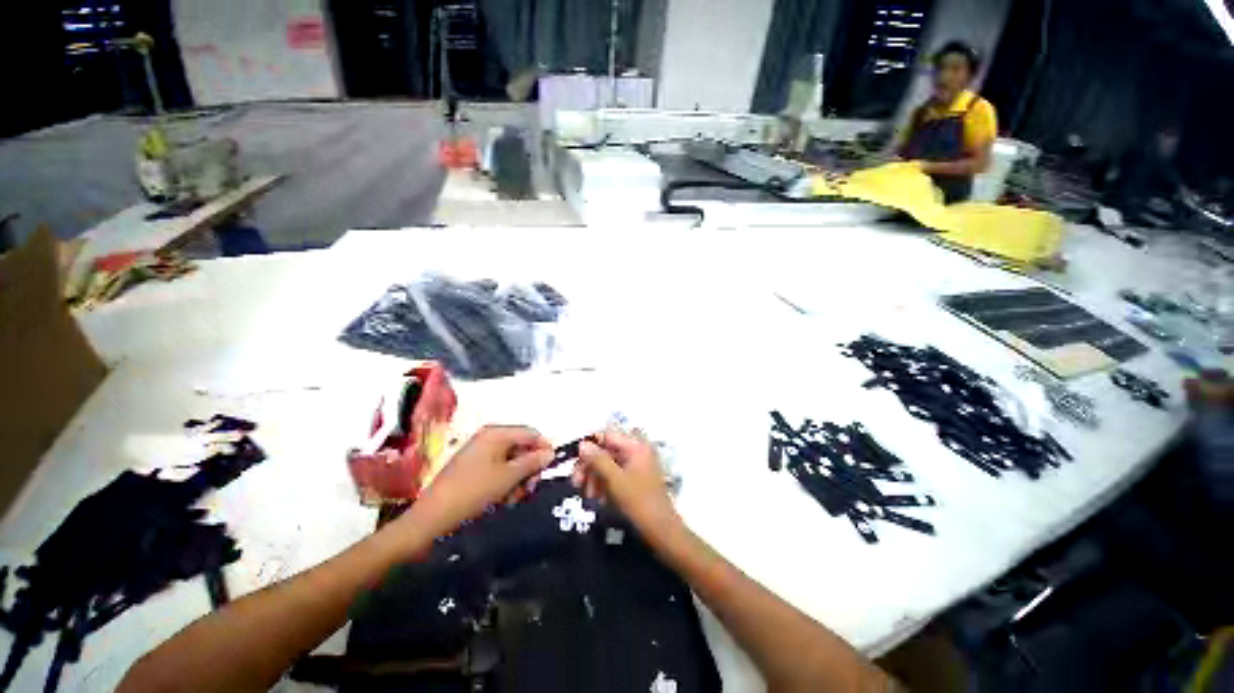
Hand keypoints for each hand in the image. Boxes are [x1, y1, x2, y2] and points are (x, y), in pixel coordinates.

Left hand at [412, 425, 552, 534]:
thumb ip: (532, 462)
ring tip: (512, 498)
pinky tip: (501, 500)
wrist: (432, 519)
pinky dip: (504, 483)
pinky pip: (497, 470)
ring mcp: (479, 453)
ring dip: (517, 479)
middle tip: (529, 488)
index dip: (544, 447)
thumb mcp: (508, 477)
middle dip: (528, 468)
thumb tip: (551, 452)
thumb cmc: (474, 492)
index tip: (552, 467)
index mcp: (496, 433)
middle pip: (521, 447)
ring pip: (511, 461)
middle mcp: (488, 438)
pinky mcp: (472, 468)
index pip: (530, 433)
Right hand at [573, 429, 677, 533]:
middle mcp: (637, 451)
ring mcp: (637, 465)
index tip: (575, 464)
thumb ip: (598, 460)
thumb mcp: (615, 480)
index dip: (589, 447)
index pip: (607, 436)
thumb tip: (582, 444)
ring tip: (589, 497)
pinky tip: (598, 500)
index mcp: (635, 446)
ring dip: (595, 478)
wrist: (662, 531)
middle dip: (590, 466)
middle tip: (576, 484)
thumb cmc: (639, 502)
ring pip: (609, 464)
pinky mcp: (636, 479)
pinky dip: (604, 485)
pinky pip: (615, 475)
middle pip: (606, 450)